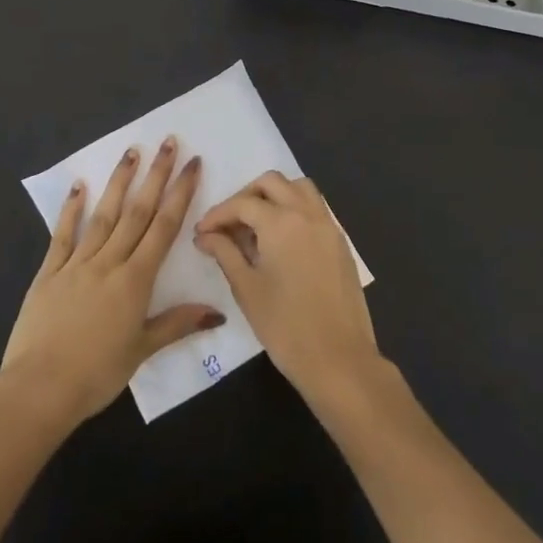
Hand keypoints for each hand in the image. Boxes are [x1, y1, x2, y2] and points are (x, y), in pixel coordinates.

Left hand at [1, 138, 222, 423]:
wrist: (40, 387)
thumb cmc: (97, 374)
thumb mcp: (142, 350)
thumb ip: (177, 324)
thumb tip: (217, 312)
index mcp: (135, 280)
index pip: (164, 228)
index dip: (180, 194)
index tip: (192, 165)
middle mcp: (108, 262)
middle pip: (137, 212)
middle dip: (155, 176)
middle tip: (169, 143)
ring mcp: (76, 264)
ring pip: (103, 215)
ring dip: (119, 182)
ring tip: (132, 151)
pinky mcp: (49, 272)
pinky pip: (62, 235)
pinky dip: (71, 209)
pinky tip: (78, 185)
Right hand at [193, 171, 383, 408]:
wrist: (339, 358)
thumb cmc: (285, 326)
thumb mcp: (246, 288)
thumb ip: (225, 253)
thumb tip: (205, 236)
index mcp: (281, 222)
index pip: (242, 204)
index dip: (217, 215)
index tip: (201, 233)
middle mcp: (307, 214)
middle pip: (272, 183)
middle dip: (246, 196)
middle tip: (229, 224)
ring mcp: (328, 226)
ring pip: (300, 188)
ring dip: (275, 196)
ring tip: (256, 225)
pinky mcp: (340, 243)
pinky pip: (315, 209)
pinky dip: (295, 210)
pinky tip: (281, 240)